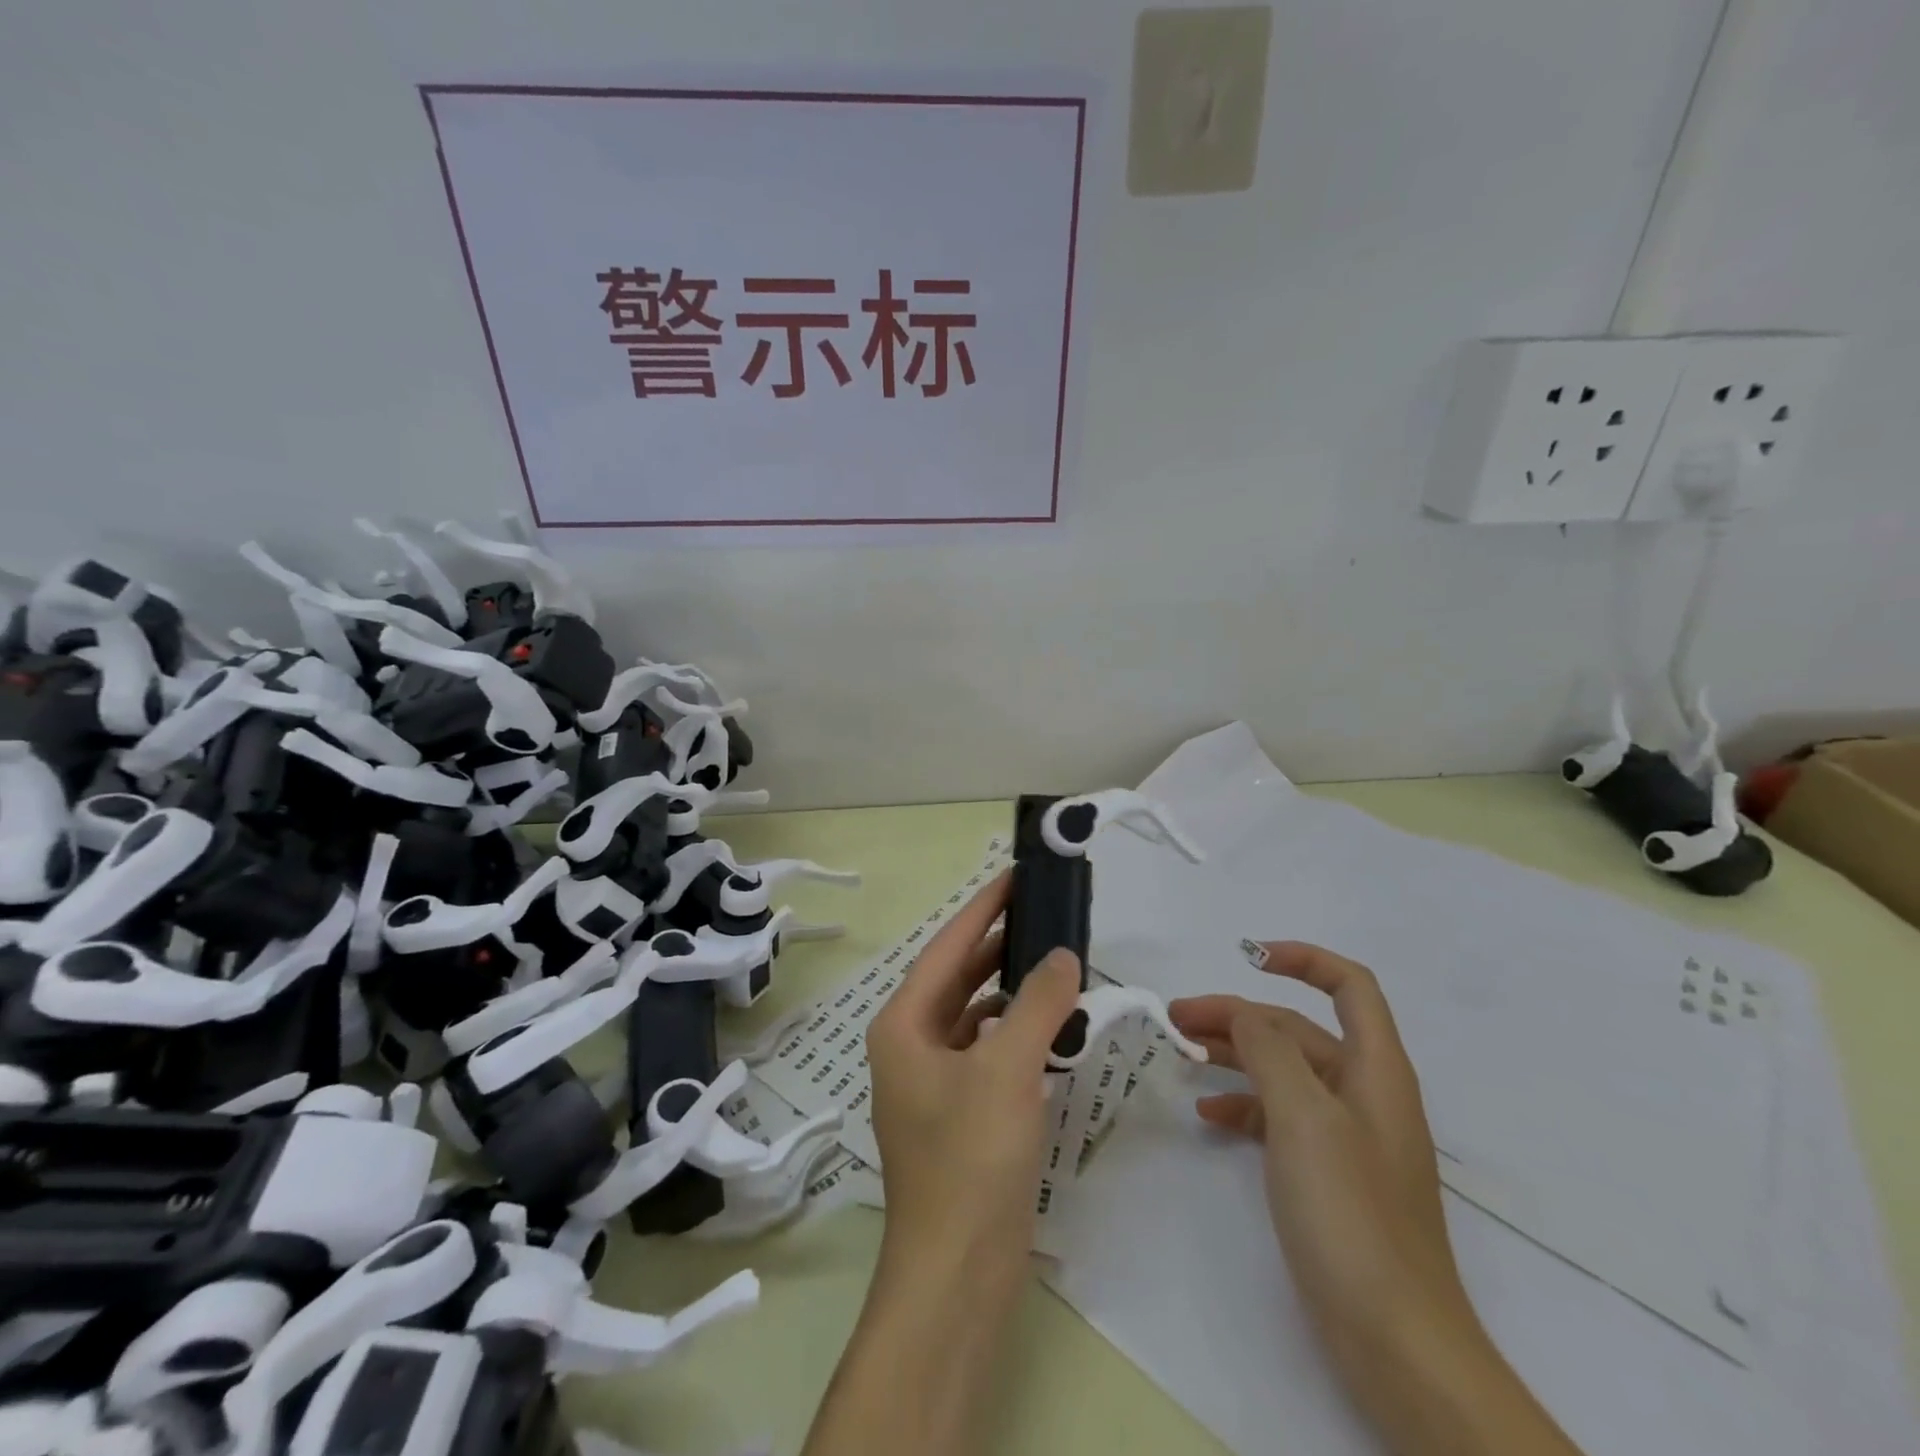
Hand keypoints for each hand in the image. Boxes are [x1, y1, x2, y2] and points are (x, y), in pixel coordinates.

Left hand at [803, 875, 1081, 1455]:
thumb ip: (1038, 1004)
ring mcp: (934, 1081)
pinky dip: (1016, 1032)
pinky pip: (989, 1051)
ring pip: (976, 1014)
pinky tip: (1050, 1026)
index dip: (984, 908)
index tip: (1017, 875)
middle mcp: (911, 1045)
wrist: (957, 1275)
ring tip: (1055, 962)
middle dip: (999, 944)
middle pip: (960, 977)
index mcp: (903, 1025)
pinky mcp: (960, 1113)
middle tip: (1045, 913)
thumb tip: (1062, 954)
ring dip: (1011, 990)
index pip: (948, 947)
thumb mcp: (1007, 1069)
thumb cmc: (970, 1160)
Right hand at [1172, 943, 1583, 1455]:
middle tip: (1177, 1018)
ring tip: (1182, 1055)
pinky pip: (1280, 1117)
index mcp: (1374, 1069)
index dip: (1303, 959)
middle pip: (1298, 1029)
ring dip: (1235, 1056)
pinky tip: (1208, 1115)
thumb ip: (1270, 1051)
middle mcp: (1363, 1092)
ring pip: (1284, 1071)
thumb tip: (1244, 1013)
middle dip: (1240, 1015)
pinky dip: (1244, 1105)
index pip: (1349, 985)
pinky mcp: (1328, 1174)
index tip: (1247, 957)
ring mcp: (1346, 1136)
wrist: (1397, 1342)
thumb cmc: (1352, 1214)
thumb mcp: (1304, 1117)